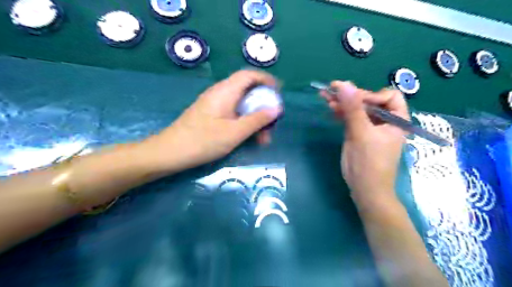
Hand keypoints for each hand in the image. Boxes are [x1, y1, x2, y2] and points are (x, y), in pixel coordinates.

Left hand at [142, 69, 281, 172]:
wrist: (170, 152)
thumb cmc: (203, 141)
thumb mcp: (235, 132)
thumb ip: (257, 119)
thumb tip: (277, 108)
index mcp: (226, 91)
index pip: (249, 75)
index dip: (266, 80)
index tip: (279, 93)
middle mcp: (220, 93)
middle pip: (248, 91)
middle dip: (263, 107)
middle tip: (272, 125)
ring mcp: (215, 105)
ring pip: (242, 105)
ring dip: (255, 118)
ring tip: (263, 139)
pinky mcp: (211, 115)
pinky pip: (233, 113)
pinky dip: (245, 122)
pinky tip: (249, 137)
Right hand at [322, 82, 410, 204]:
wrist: (365, 189)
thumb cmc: (369, 163)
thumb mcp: (361, 133)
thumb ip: (353, 108)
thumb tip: (344, 84)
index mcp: (396, 120)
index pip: (388, 96)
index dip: (370, 95)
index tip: (352, 98)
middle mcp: (385, 121)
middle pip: (370, 101)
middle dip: (351, 97)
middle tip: (331, 90)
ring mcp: (371, 128)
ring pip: (358, 110)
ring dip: (343, 103)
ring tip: (325, 97)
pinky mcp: (359, 134)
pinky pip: (351, 119)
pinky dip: (341, 114)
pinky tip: (331, 108)